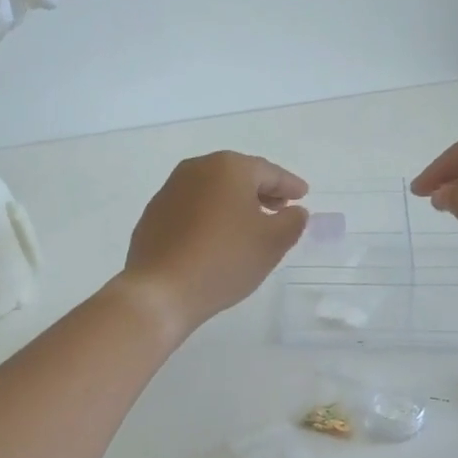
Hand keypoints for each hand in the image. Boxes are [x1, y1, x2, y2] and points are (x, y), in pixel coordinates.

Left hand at [117, 152, 309, 335]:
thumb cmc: (223, 260)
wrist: (160, 290)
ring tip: (250, 225)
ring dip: (234, 204)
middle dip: (262, 191)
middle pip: (238, 176)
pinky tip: (217, 238)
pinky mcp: (154, 214)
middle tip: (280, 207)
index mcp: (228, 167)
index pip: (268, 172)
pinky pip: (193, 208)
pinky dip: (210, 216)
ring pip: (213, 191)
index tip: (303, 195)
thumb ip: (292, 221)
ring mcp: (170, 190)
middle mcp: (196, 169)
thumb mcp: (272, 243)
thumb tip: (294, 211)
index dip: (289, 184)